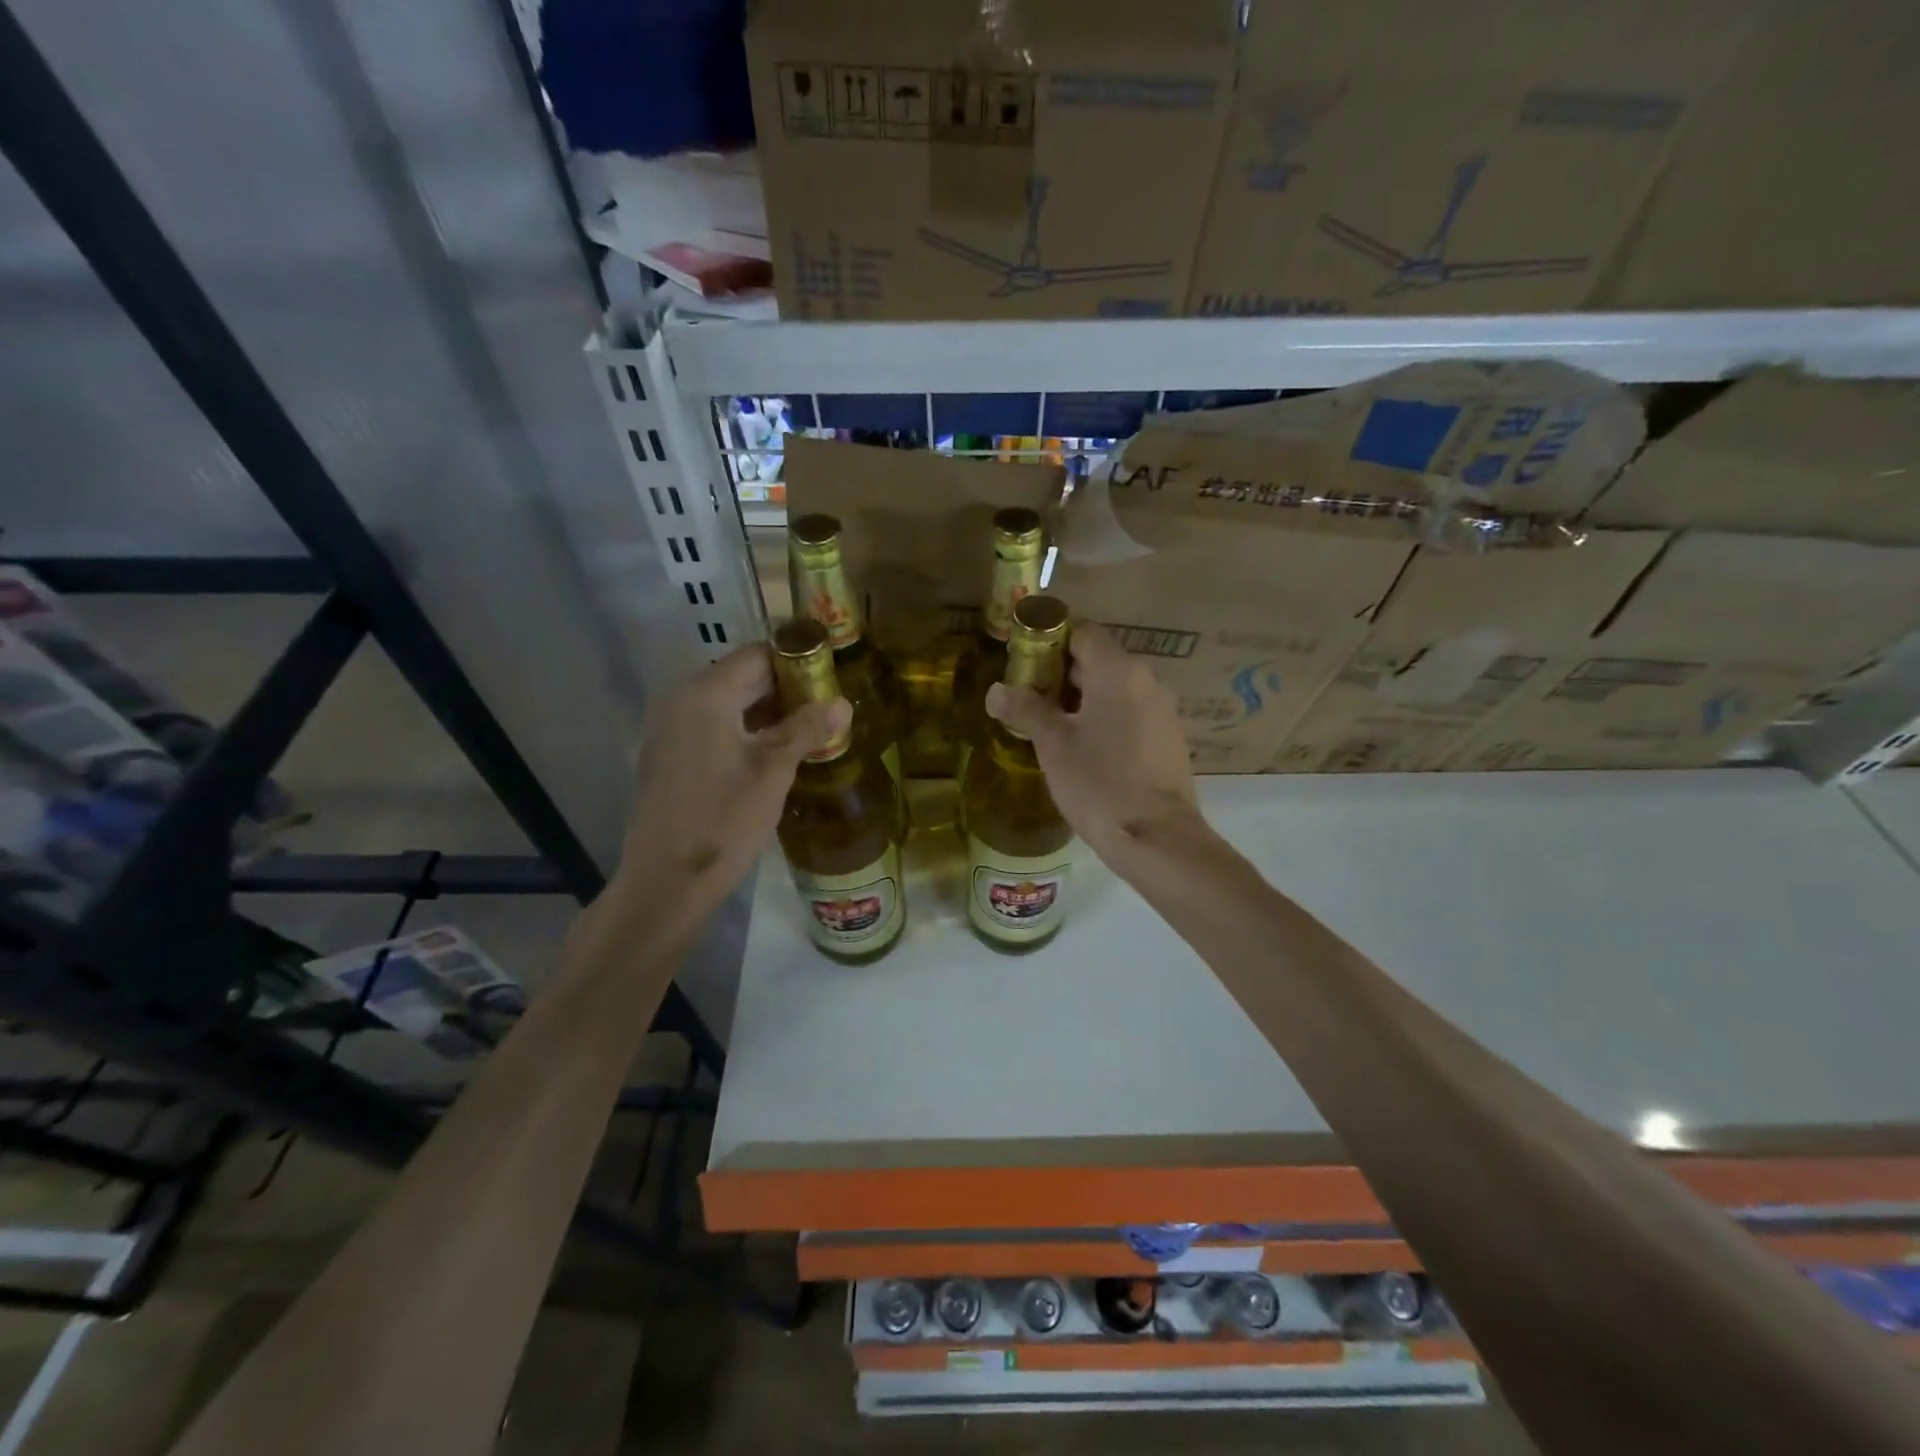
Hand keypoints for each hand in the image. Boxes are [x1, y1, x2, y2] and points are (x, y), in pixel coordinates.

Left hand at [609, 644, 849, 932]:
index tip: (831, 681)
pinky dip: (746, 730)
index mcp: (704, 693)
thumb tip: (843, 702)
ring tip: (810, 732)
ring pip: (729, 703)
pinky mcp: (670, 753)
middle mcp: (681, 699)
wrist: (665, 880)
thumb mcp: (774, 771)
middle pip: (742, 676)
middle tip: (827, 710)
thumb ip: (807, 729)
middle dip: (787, 690)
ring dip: (769, 712)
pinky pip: (714, 725)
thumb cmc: (723, 819)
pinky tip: (775, 753)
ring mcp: (670, 727)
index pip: (758, 655)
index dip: (798, 662)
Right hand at [986, 621, 1201, 868]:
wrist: (1157, 838)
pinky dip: (1104, 718)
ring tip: (1050, 728)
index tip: (1024, 664)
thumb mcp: (1053, 745)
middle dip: (1060, 674)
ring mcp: (1162, 709)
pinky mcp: (1168, 737)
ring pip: (1114, 688)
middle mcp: (1146, 679)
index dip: (1049, 640)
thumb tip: (996, 691)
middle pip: (1098, 659)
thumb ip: (1025, 709)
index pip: (1082, 631)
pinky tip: (1084, 749)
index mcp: (1118, 671)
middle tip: (1028, 700)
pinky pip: (1130, 712)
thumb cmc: (1099, 783)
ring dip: (1081, 699)